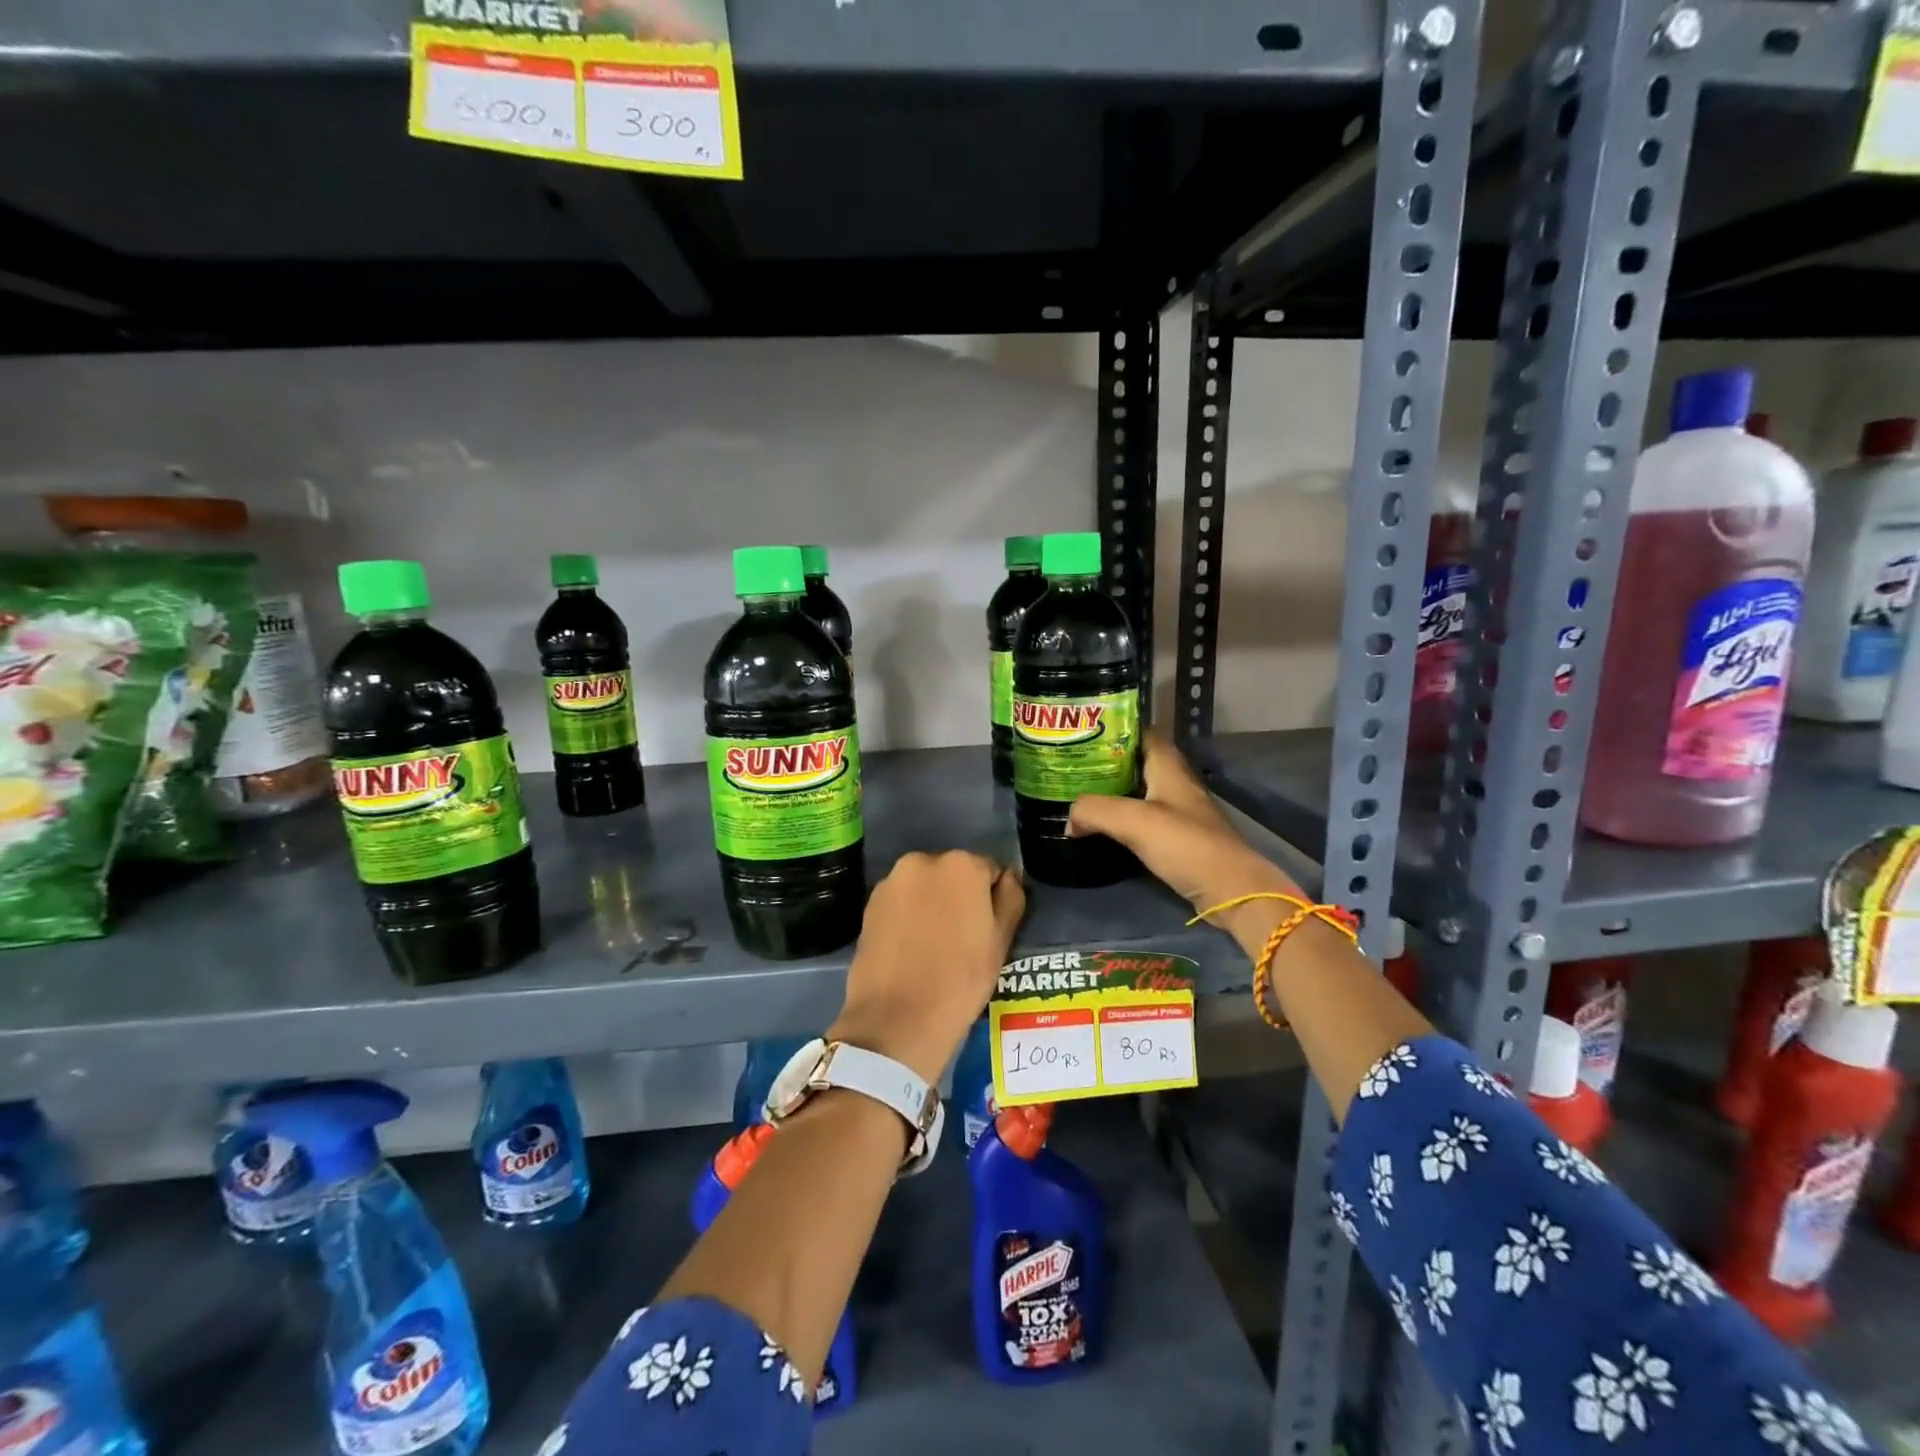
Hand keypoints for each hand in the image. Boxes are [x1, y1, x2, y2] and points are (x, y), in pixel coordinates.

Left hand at [828, 852, 1025, 1085]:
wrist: (896, 1020)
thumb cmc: (960, 980)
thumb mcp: (1001, 941)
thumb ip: (1011, 898)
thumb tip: (1009, 877)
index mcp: (962, 864)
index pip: (990, 871)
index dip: (993, 900)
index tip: (987, 930)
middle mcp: (924, 860)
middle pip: (954, 873)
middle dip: (961, 896)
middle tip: (962, 939)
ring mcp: (892, 881)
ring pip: (925, 886)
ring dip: (933, 903)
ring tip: (934, 946)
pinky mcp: (869, 903)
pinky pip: (901, 901)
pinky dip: (908, 914)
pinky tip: (910, 948)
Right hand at [1068, 733, 1301, 951]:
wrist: (1230, 890)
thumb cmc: (1186, 844)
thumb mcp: (1133, 821)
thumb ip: (1094, 810)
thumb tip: (1070, 819)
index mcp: (1169, 767)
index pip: (1143, 732)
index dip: (1115, 727)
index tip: (1083, 732)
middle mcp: (1175, 783)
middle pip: (1137, 762)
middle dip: (1106, 761)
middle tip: (1072, 765)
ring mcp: (1179, 811)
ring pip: (1139, 791)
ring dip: (1113, 791)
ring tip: (1079, 793)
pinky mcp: (1178, 838)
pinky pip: (1143, 818)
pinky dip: (1122, 818)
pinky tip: (1102, 826)